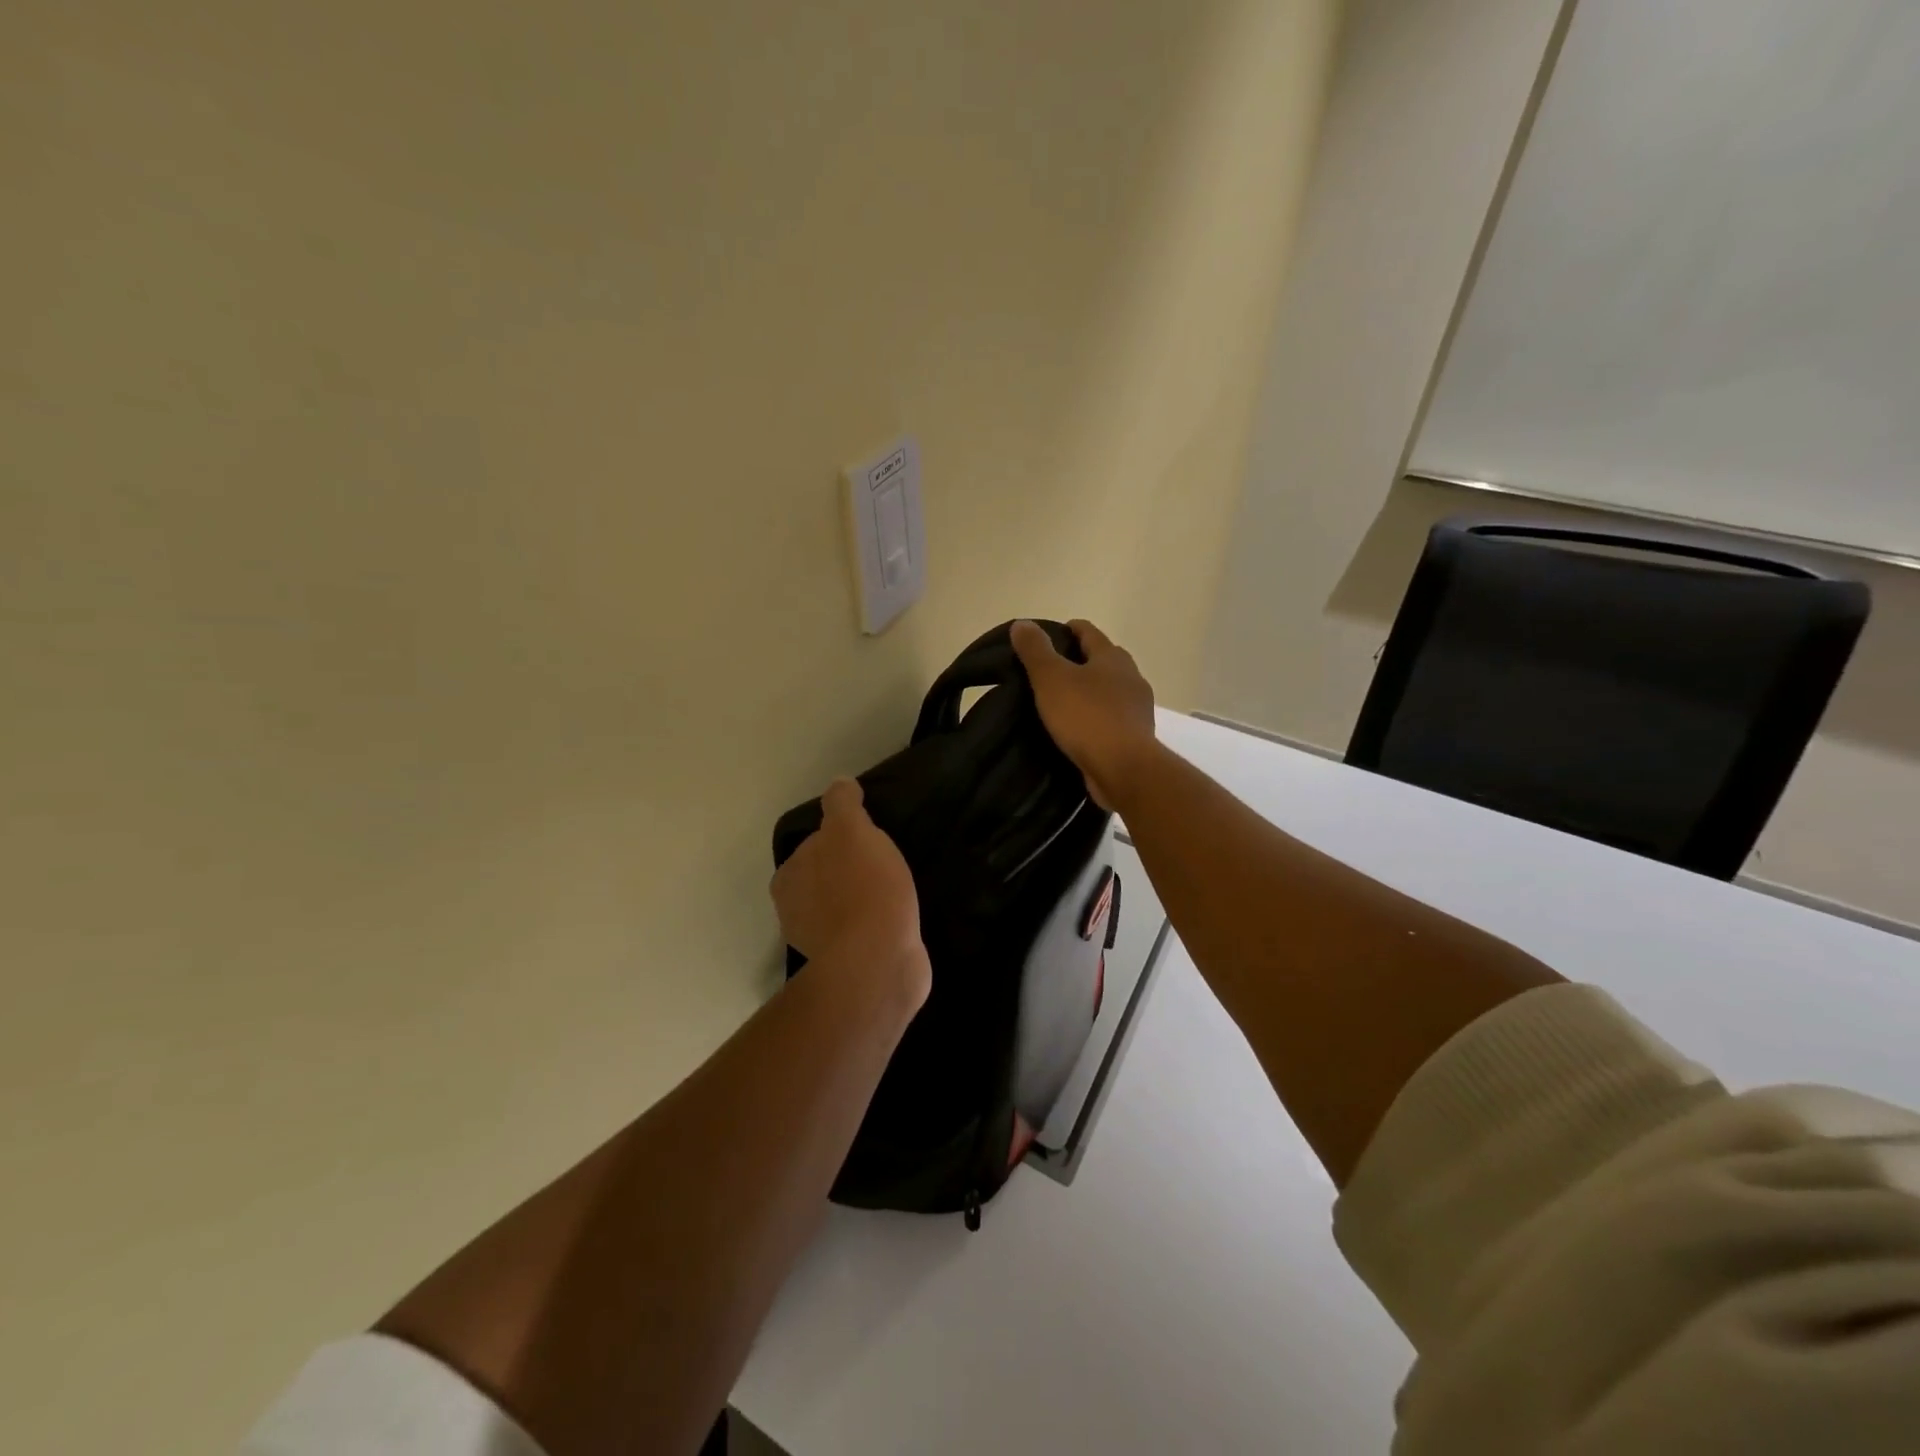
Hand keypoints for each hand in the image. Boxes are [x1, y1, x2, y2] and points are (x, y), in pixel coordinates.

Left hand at [771, 778, 929, 1004]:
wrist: (878, 959)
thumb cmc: (862, 887)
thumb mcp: (851, 830)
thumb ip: (842, 805)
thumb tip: (839, 783)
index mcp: (788, 878)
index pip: (813, 845)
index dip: (840, 838)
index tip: (868, 839)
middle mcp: (794, 911)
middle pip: (824, 878)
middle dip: (848, 871)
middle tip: (884, 863)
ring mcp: (819, 943)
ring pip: (841, 908)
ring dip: (861, 901)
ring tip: (894, 892)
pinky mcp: (846, 966)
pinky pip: (860, 935)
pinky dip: (873, 926)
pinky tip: (896, 920)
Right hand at [1010, 619, 1157, 810]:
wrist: (1124, 768)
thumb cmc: (1086, 717)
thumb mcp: (1051, 679)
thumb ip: (1035, 650)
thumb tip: (1023, 623)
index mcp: (1112, 657)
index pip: (1088, 632)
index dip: (1067, 630)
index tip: (1048, 637)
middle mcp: (1130, 676)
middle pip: (1102, 660)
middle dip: (1079, 661)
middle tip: (1050, 672)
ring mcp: (1137, 708)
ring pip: (1109, 690)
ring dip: (1089, 692)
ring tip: (1062, 703)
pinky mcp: (1136, 736)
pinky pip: (1112, 718)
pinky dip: (1096, 717)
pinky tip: (1079, 729)